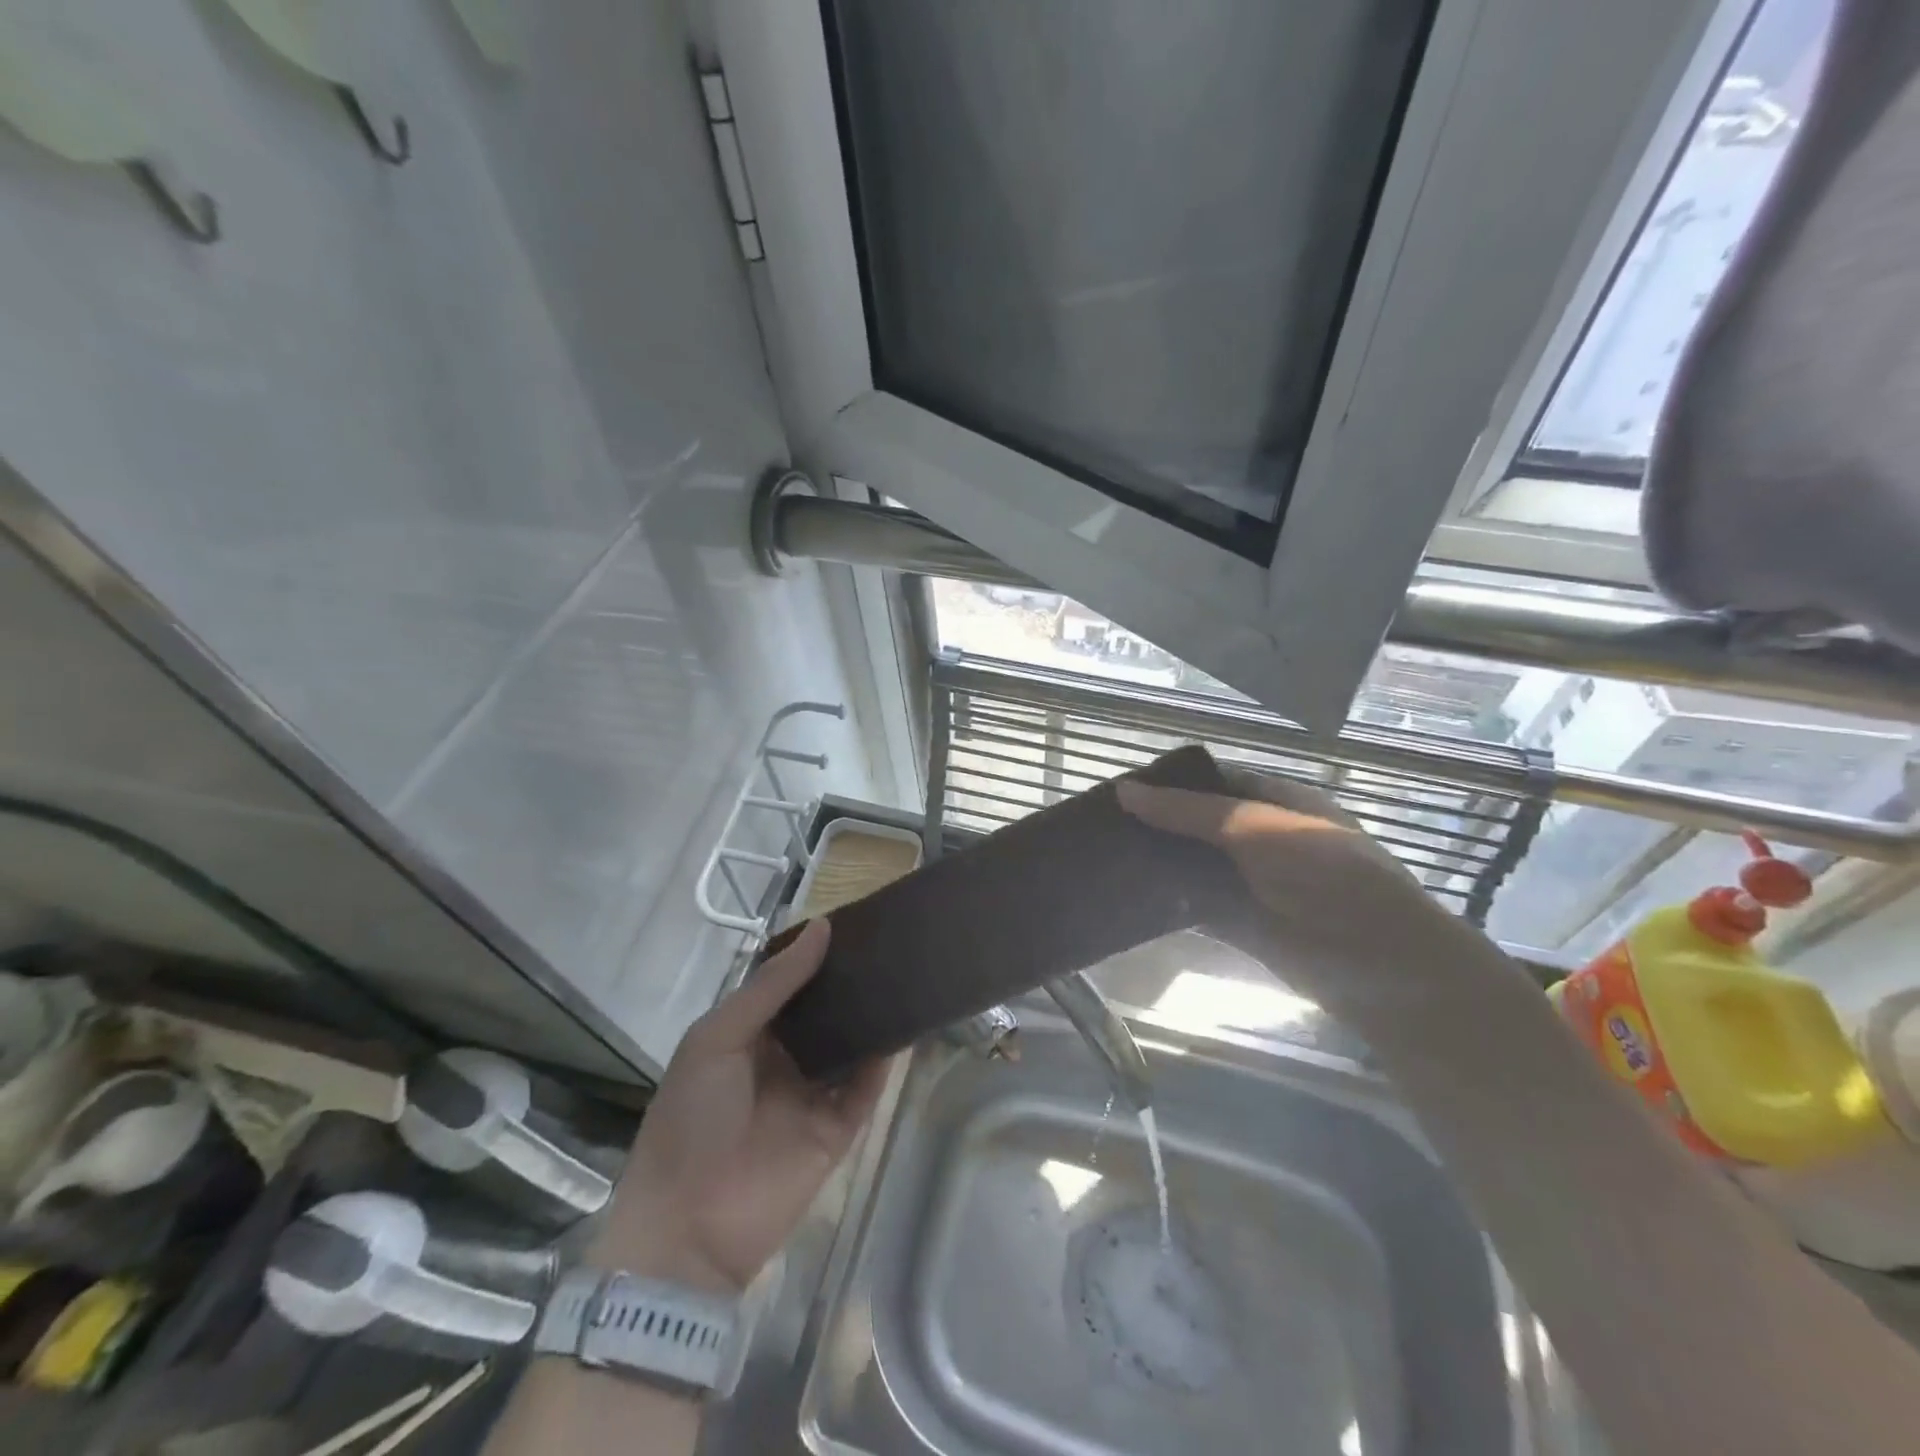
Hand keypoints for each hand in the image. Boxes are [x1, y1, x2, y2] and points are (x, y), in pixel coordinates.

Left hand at [591, 920, 889, 1294]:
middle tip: (888, 940)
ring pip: (850, 1045)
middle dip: (849, 981)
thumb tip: (822, 927)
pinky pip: (866, 1087)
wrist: (688, 1228)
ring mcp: (812, 1094)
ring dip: (872, 1014)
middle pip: (824, 1011)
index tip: (851, 921)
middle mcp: (783, 1059)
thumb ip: (772, 986)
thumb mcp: (718, 1038)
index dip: (815, 955)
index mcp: (747, 1036)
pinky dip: (885, 1058)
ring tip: (905, 970)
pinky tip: (906, 1022)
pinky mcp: (838, 1129)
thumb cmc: (691, 1118)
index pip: (789, 985)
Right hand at [1116, 768, 1458, 976]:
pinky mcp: (1241, 925)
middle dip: (1156, 824)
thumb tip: (1124, 791)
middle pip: (1198, 825)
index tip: (1121, 789)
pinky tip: (1125, 895)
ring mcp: (1251, 884)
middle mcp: (1262, 839)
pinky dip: (1164, 903)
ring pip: (1193, 867)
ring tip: (1100, 855)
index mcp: (1277, 802)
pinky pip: (1194, 908)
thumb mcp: (1257, 828)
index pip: (1214, 782)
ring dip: (1157, 863)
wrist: (1378, 965)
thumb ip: (1190, 811)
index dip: (1170, 783)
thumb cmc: (1326, 875)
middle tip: (1099, 823)